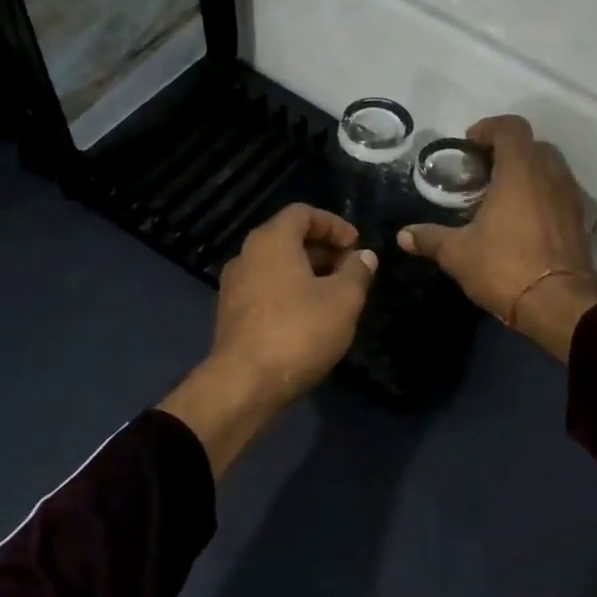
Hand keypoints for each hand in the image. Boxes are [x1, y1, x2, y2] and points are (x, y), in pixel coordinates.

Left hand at [159, 204, 376, 476]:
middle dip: (323, 249)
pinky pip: (266, 289)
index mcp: (271, 241)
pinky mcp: (231, 315)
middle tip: (351, 270)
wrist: (245, 383)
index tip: (356, 245)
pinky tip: (310, 318)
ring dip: (307, 273)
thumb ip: (357, 272)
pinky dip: (290, 292)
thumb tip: (364, 256)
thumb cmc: (299, 331)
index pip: (303, 213)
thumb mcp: (343, 300)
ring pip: (276, 266)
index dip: (334, 224)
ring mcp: (234, 286)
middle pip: (288, 238)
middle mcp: (246, 255)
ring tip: (335, 295)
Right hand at [398, 116, 596, 361]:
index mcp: (520, 171)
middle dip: (508, 151)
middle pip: (533, 144)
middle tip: (483, 171)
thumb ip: (430, 238)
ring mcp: (570, 197)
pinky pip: (559, 192)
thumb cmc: (504, 267)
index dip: (489, 127)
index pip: (511, 127)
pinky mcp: (579, 220)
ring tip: (501, 195)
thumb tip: (403, 235)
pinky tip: (521, 219)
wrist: (558, 304)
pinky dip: (541, 194)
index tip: (470, 144)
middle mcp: (550, 175)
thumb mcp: (458, 254)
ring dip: (527, 172)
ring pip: (550, 168)